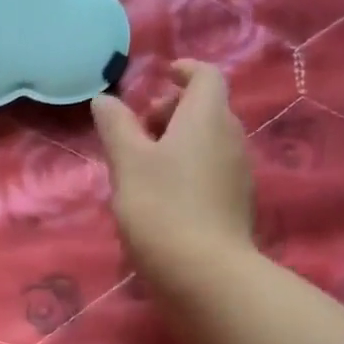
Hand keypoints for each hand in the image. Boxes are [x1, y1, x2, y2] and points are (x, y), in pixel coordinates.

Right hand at [91, 60, 255, 281]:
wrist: (203, 272)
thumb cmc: (160, 207)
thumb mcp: (127, 163)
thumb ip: (115, 126)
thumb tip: (105, 99)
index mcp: (207, 118)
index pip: (206, 76)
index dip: (184, 71)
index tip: (160, 77)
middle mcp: (231, 138)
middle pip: (207, 108)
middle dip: (172, 110)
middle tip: (138, 130)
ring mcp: (238, 172)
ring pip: (209, 140)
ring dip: (178, 141)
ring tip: (143, 166)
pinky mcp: (235, 203)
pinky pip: (212, 169)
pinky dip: (188, 167)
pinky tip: (162, 195)